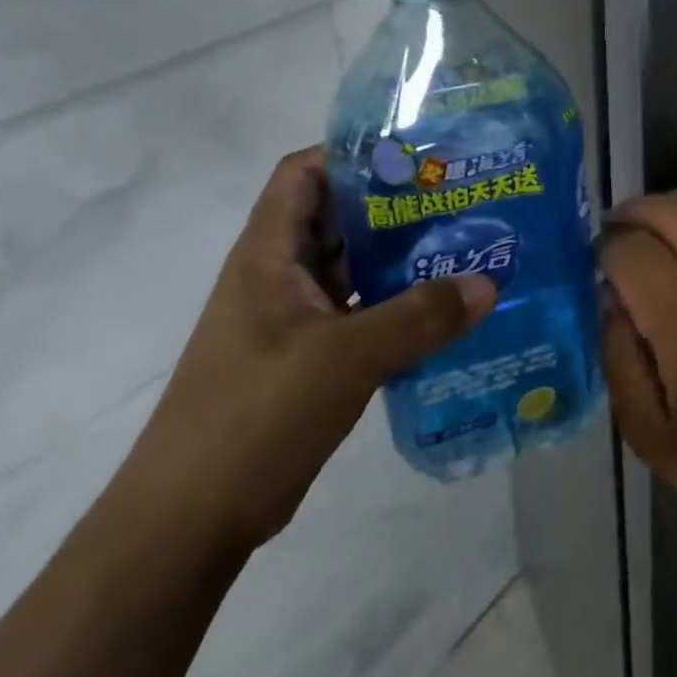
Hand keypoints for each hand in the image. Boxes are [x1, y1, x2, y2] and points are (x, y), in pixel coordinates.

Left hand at [118, 147, 494, 554]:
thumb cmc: (253, 417)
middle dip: (396, 204)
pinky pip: (362, 312)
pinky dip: (398, 305)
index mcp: (268, 255)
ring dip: (402, 257)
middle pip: (339, 218)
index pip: (304, 173)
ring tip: (466, 247)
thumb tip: (488, 283)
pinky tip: (446, 312)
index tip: (418, 155)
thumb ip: (419, 317)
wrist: (188, 523)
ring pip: (354, 267)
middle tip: (462, 198)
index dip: (353, 153)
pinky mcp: (309, 358)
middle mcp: (279, 276)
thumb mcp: (343, 358)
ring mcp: (293, 319)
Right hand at [600, 185, 676, 574]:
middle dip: (629, 215)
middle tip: (611, 241)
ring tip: (649, 234)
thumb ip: (619, 363)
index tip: (591, 269)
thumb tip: (608, 300)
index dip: (602, 251)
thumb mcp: (653, 442)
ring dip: (668, 206)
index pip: (632, 251)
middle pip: (669, 210)